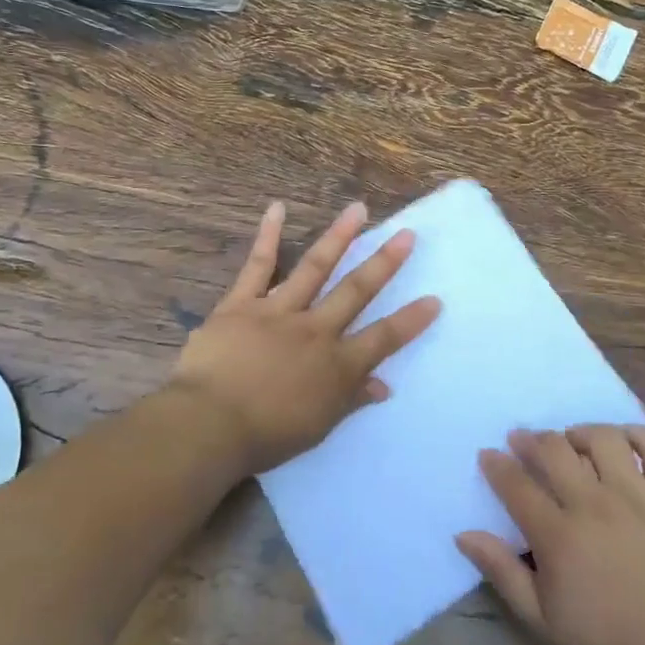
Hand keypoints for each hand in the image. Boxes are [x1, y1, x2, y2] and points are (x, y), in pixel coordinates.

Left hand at [167, 201, 440, 475]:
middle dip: (384, 263)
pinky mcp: (242, 303)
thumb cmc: (265, 436)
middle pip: (356, 291)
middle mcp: (315, 331)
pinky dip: (267, 236)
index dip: (410, 320)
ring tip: (358, 209)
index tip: (434, 299)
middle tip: (407, 234)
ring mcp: (279, 311)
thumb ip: (351, 401)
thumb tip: (383, 386)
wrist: (210, 424)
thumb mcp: (318, 427)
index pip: (383, 339)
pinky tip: (276, 208)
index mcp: (336, 365)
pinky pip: (258, 265)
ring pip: (315, 267)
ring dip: (339, 237)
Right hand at [457, 425, 644, 644]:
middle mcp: (595, 505)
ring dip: (578, 433)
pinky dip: (637, 435)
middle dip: (530, 439)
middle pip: (554, 450)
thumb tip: (464, 534)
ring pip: (601, 439)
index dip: (497, 465)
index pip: (516, 484)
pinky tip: (622, 441)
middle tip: (522, 441)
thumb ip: (502, 572)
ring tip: (571, 442)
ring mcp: (639, 498)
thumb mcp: (543, 622)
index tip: (488, 455)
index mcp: (559, 536)